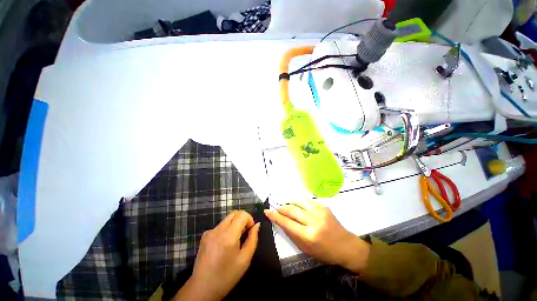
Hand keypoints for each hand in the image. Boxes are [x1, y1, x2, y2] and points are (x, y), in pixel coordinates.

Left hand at [174, 210, 259, 300]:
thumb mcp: (245, 259)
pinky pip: (219, 226)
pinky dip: (226, 229)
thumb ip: (253, 239)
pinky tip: (224, 244)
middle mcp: (218, 229)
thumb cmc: (227, 275)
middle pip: (234, 213)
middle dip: (242, 219)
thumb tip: (257, 225)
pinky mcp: (205, 236)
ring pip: (227, 219)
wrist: (202, 288)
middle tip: (245, 232)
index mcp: (229, 235)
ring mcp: (210, 232)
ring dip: (234, 224)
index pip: (242, 214)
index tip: (250, 230)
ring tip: (235, 240)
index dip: (249, 219)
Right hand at [265, 200, 368, 272]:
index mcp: (309, 235)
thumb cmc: (325, 252)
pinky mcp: (323, 205)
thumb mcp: (305, 248)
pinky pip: (306, 200)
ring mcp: (319, 211)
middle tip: (278, 210)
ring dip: (290, 203)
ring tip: (288, 208)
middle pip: (291, 209)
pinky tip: (299, 207)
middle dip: (281, 209)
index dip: (275, 216)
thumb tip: (281, 221)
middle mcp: (313, 221)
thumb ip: (291, 234)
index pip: (287, 223)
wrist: (346, 246)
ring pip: (298, 201)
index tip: (267, 211)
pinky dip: (299, 202)